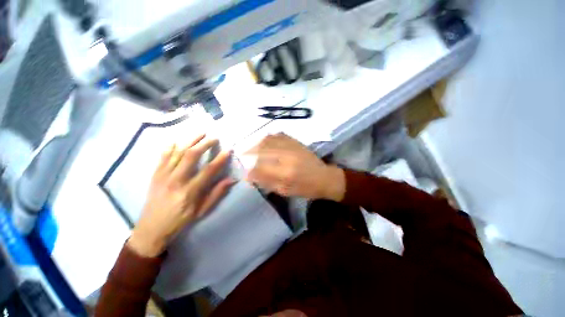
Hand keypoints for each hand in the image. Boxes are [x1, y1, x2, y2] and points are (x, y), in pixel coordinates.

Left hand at [128, 135, 233, 257]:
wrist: (151, 228)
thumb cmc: (180, 220)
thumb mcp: (202, 210)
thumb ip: (216, 193)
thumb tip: (231, 179)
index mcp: (189, 192)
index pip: (208, 170)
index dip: (220, 159)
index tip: (228, 150)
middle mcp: (176, 180)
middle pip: (191, 155)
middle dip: (204, 143)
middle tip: (214, 137)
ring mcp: (163, 176)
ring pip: (177, 152)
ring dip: (190, 140)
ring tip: (200, 132)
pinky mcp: (155, 174)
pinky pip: (162, 156)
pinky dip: (170, 146)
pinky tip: (177, 140)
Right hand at [246, 133, 344, 200]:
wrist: (324, 178)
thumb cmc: (306, 188)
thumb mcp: (286, 191)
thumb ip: (267, 183)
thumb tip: (251, 177)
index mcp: (286, 173)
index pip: (261, 168)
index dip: (251, 170)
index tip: (246, 173)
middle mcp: (287, 156)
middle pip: (262, 150)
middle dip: (250, 153)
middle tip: (244, 156)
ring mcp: (293, 147)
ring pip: (269, 140)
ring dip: (258, 143)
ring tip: (253, 148)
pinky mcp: (297, 142)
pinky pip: (280, 135)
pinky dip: (270, 137)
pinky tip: (266, 140)